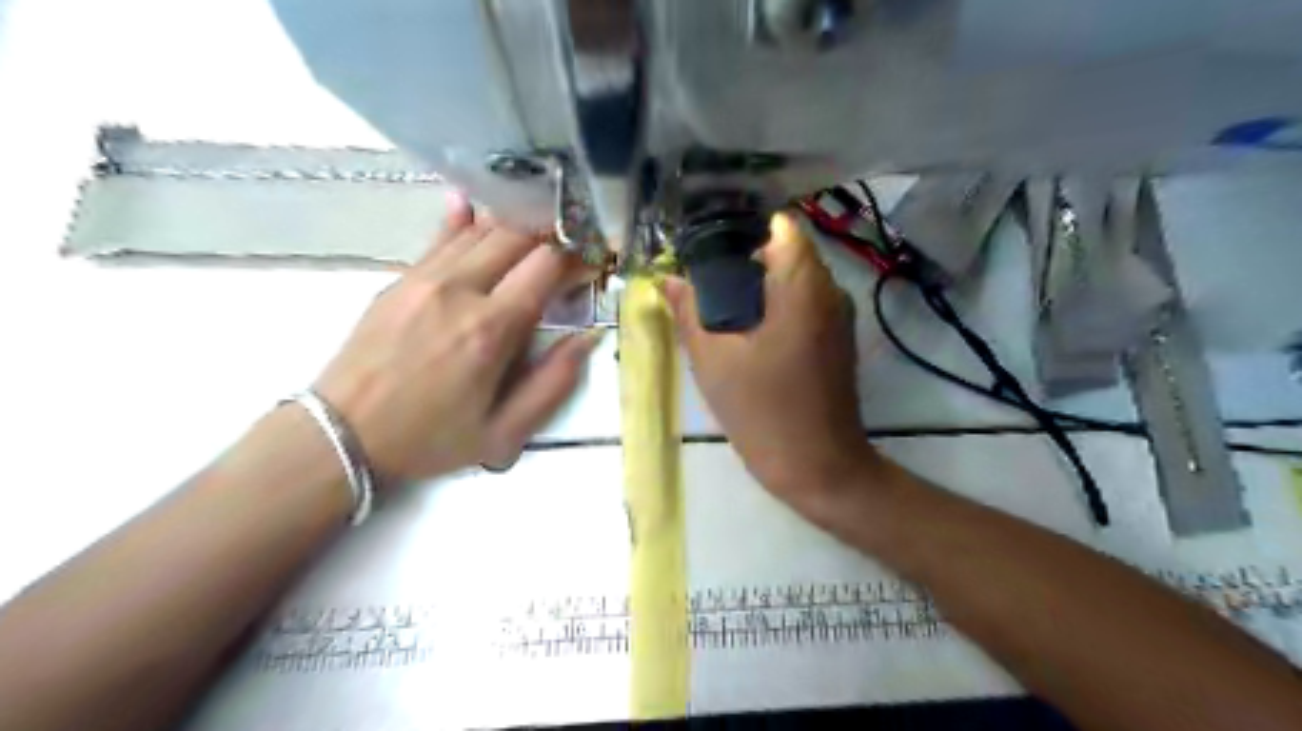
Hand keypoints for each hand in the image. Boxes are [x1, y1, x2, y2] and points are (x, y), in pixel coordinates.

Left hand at [314, 191, 598, 482]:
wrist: (342, 435)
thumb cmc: (430, 439)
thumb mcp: (504, 433)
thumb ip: (554, 383)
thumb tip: (590, 337)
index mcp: (492, 328)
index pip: (547, 265)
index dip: (578, 257)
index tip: (595, 263)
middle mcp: (461, 289)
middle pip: (517, 236)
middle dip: (553, 234)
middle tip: (571, 245)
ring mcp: (425, 277)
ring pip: (481, 229)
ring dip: (516, 224)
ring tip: (539, 225)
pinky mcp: (400, 278)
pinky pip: (441, 237)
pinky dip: (464, 218)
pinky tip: (473, 201)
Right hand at [664, 214, 880, 515]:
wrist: (818, 466)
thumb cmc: (763, 412)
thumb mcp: (714, 361)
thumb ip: (689, 312)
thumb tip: (668, 279)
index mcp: (803, 287)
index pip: (781, 225)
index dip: (743, 227)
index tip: (708, 246)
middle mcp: (830, 291)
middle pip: (787, 251)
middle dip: (744, 259)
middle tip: (703, 281)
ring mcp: (838, 317)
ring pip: (795, 279)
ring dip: (759, 285)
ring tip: (717, 305)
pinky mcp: (837, 340)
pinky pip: (804, 304)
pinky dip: (776, 306)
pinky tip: (746, 331)